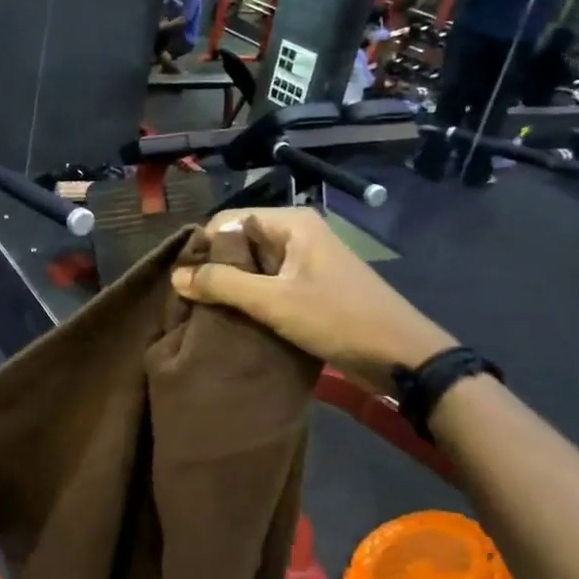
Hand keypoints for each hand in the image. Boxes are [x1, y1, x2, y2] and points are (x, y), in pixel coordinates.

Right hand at [170, 209, 456, 381]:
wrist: (401, 357)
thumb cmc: (338, 319)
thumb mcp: (274, 302)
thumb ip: (222, 285)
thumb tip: (176, 275)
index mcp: (291, 223)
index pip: (228, 221)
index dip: (203, 247)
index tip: (182, 280)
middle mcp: (297, 234)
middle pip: (240, 242)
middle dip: (215, 269)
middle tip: (190, 300)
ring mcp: (306, 261)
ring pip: (253, 266)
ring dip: (232, 287)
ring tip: (205, 312)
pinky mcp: (311, 286)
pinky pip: (269, 284)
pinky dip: (251, 299)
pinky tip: (233, 319)